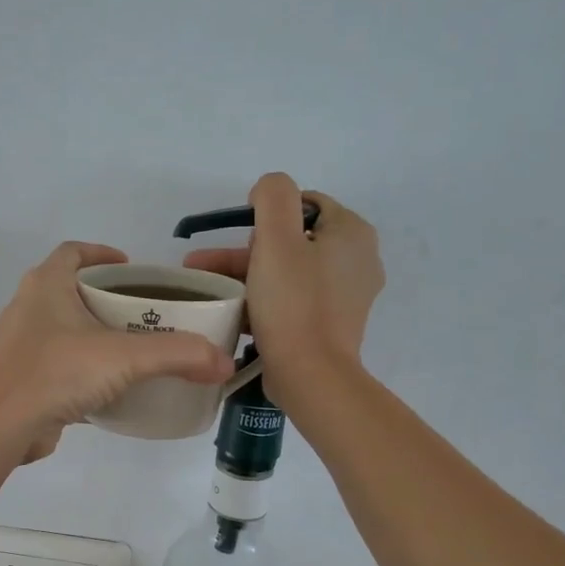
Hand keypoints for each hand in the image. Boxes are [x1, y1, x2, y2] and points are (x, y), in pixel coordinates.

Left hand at [0, 242, 234, 462]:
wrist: (0, 426)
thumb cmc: (57, 372)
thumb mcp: (125, 357)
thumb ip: (178, 355)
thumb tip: (224, 363)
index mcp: (46, 285)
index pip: (73, 252)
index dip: (102, 253)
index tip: (131, 267)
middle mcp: (29, 308)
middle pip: (70, 290)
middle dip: (106, 297)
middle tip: (143, 312)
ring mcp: (21, 345)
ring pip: (64, 329)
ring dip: (93, 334)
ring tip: (132, 349)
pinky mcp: (22, 379)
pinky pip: (58, 364)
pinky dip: (83, 369)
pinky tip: (110, 388)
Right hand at [182, 173, 382, 411]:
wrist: (311, 375)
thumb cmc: (293, 302)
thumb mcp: (276, 238)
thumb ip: (273, 197)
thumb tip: (268, 190)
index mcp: (352, 233)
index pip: (305, 204)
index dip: (268, 215)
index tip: (242, 238)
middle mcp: (357, 260)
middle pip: (292, 240)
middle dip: (245, 251)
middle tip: (206, 265)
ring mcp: (346, 296)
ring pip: (288, 272)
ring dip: (247, 276)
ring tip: (206, 288)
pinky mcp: (331, 324)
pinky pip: (293, 300)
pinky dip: (264, 301)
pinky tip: (234, 312)